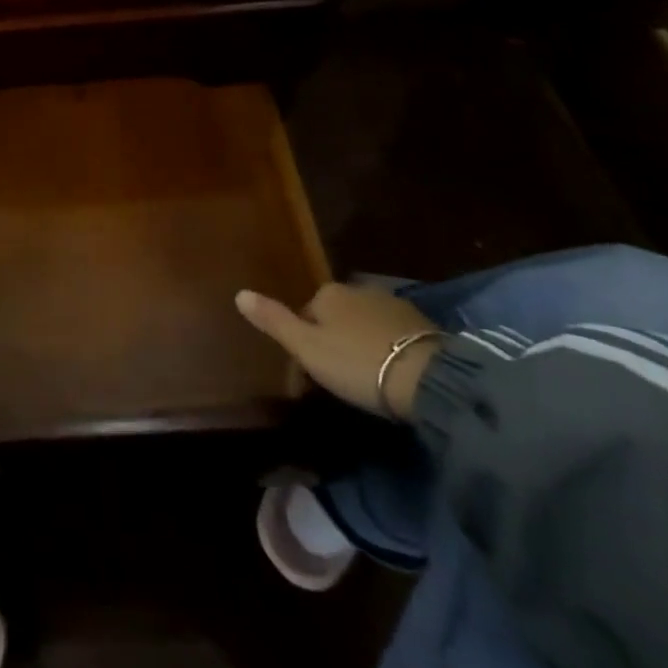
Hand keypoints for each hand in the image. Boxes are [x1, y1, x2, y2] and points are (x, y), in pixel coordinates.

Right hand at [236, 283, 439, 419]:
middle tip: (337, 379)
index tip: (309, 379)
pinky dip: (386, 348)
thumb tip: (239, 293)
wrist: (429, 379)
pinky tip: (392, 371)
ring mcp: (391, 303)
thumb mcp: (307, 348)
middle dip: (333, 341)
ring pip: (363, 322)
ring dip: (360, 343)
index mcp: (327, 293)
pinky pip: (391, 333)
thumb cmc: (358, 363)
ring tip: (366, 377)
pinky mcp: (421, 323)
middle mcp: (357, 289)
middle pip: (335, 316)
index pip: (305, 315)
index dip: (304, 346)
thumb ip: (274, 321)